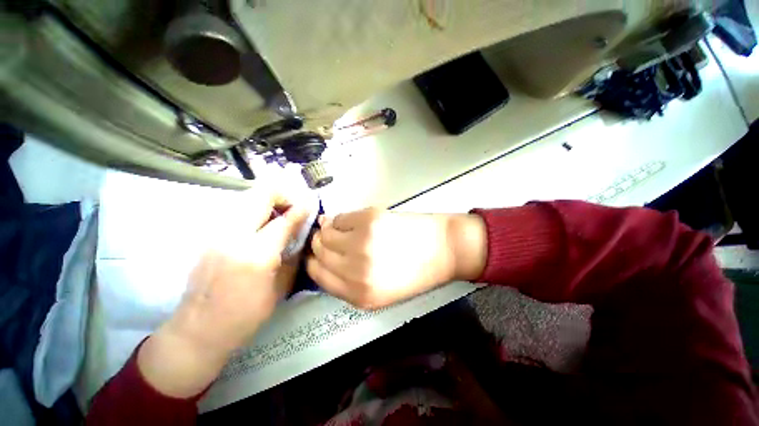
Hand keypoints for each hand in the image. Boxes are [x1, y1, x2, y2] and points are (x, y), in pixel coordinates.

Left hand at [138, 187, 308, 397]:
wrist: (197, 331)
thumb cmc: (245, 316)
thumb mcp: (279, 288)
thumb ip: (292, 256)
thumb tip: (301, 234)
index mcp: (256, 256)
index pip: (284, 221)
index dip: (301, 208)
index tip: (312, 202)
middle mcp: (233, 237)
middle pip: (260, 195)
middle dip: (283, 195)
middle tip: (294, 206)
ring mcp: (216, 234)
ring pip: (246, 198)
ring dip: (269, 201)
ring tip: (280, 214)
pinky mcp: (209, 236)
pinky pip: (237, 210)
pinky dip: (255, 209)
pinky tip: (263, 224)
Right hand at [307, 208, 486, 309]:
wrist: (444, 249)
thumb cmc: (416, 272)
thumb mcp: (381, 291)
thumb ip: (350, 280)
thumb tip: (324, 255)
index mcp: (359, 294)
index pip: (318, 275)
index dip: (314, 262)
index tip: (317, 254)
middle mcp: (355, 271)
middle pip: (319, 252)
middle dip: (320, 244)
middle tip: (329, 238)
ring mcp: (361, 243)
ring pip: (325, 233)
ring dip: (328, 230)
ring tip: (340, 228)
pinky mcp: (369, 220)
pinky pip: (340, 217)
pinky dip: (341, 219)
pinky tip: (352, 221)